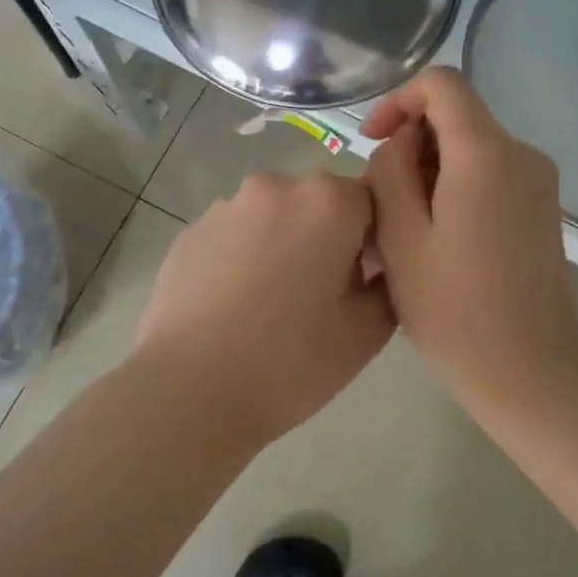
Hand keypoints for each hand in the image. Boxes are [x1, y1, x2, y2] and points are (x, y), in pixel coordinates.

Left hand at [133, 171, 394, 444]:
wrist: (190, 390)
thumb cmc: (290, 361)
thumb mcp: (367, 333)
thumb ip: (388, 286)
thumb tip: (376, 269)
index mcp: (328, 202)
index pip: (373, 199)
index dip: (375, 239)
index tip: (365, 281)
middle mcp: (276, 187)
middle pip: (319, 204)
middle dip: (327, 238)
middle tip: (320, 297)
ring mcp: (225, 207)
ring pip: (273, 218)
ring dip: (282, 245)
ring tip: (270, 305)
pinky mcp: (189, 232)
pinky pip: (233, 236)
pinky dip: (242, 258)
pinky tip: (234, 307)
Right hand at [361, 69, 577, 410]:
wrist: (529, 370)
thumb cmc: (454, 308)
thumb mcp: (400, 236)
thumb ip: (390, 171)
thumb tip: (401, 143)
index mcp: (486, 153)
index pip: (442, 83)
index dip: (398, 101)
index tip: (372, 143)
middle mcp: (522, 153)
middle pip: (456, 119)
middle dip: (411, 148)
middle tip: (382, 206)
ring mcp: (539, 182)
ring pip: (470, 150)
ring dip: (430, 173)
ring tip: (404, 233)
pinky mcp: (543, 209)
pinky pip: (490, 176)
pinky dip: (456, 190)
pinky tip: (438, 242)